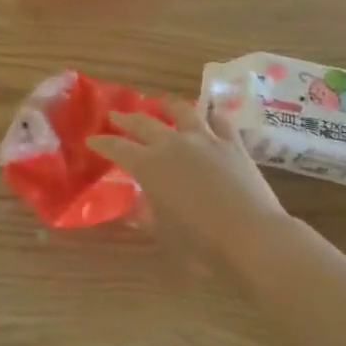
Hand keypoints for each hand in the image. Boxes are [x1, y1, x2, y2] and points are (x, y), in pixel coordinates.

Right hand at [89, 101, 292, 270]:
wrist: (252, 236)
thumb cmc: (201, 243)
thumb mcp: (164, 233)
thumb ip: (147, 214)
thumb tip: (136, 206)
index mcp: (148, 165)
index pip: (117, 148)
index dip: (102, 143)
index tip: (92, 140)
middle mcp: (172, 144)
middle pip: (143, 123)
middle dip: (126, 119)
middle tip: (116, 116)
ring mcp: (205, 139)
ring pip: (182, 111)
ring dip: (167, 105)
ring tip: (162, 102)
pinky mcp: (233, 144)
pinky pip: (219, 121)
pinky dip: (210, 116)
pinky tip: (209, 116)